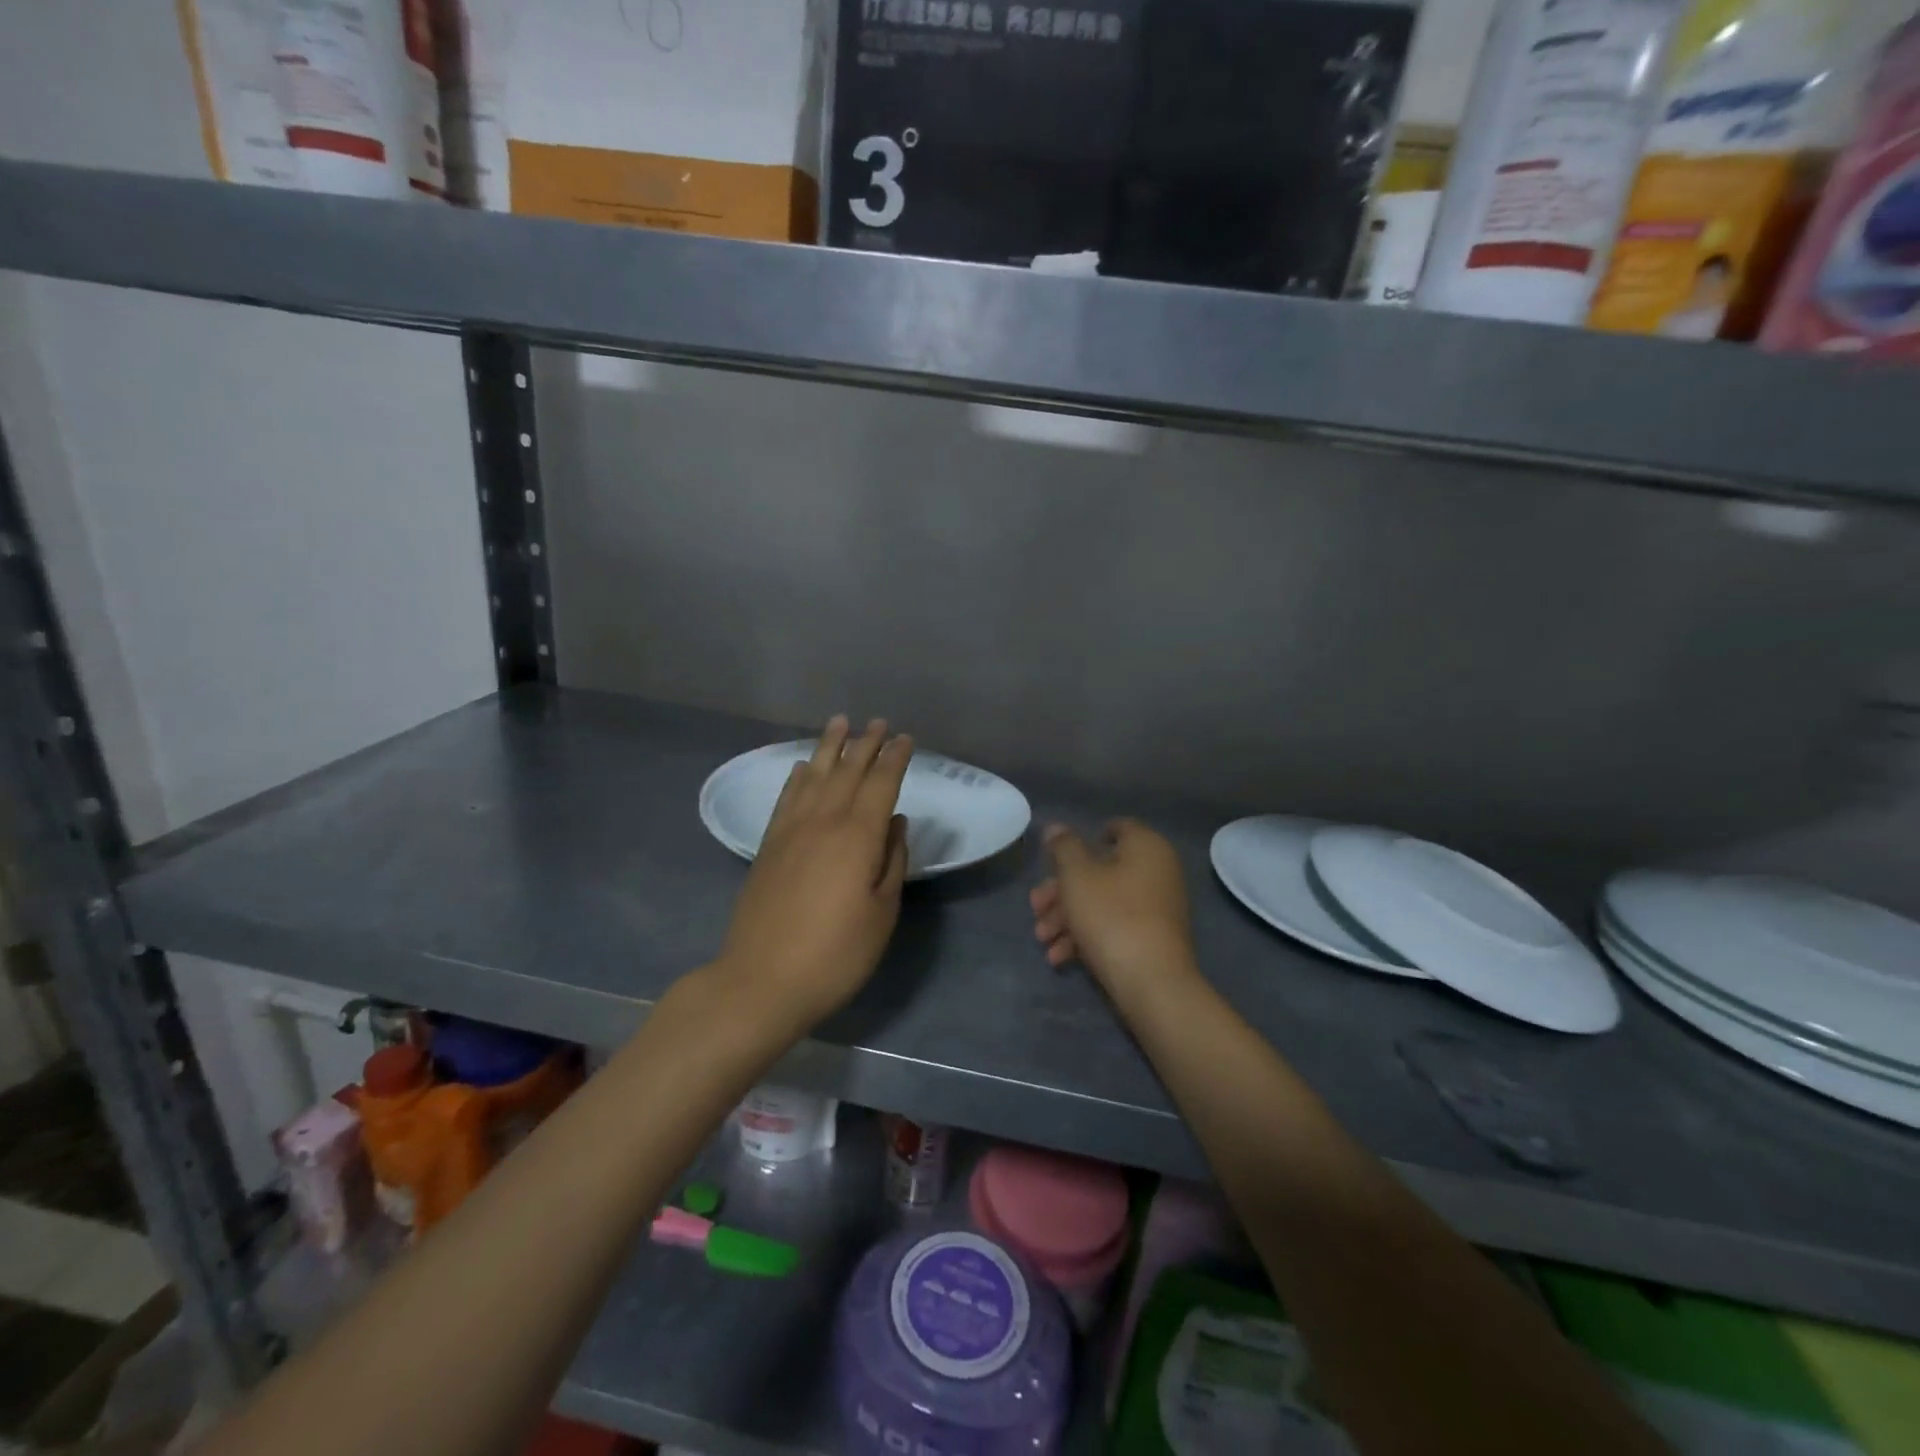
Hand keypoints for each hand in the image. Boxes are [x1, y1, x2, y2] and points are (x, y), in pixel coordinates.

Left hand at [717, 716, 913, 1031]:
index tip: (906, 739)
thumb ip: (892, 862)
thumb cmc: (835, 954)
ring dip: (829, 747)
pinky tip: (802, 767)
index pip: (880, 784)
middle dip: (865, 744)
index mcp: (857, 836)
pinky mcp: (768, 846)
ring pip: (814, 776)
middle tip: (879, 722)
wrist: (762, 981)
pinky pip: (786, 798)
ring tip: (840, 723)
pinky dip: (797, 777)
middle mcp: (823, 821)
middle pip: (847, 771)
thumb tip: (894, 822)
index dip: (895, 759)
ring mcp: (790, 831)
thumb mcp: (881, 913)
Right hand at [1029, 820, 1196, 996]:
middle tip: (1035, 907)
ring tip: (1042, 938)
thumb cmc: (1112, 916)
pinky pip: (1116, 926)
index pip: (1115, 828)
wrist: (1152, 983)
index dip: (1083, 839)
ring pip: (1104, 901)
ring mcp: (1157, 907)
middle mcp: (1158, 871)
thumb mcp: (1077, 876)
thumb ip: (1063, 847)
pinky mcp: (1153, 939)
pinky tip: (1060, 958)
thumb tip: (1056, 827)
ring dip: (1068, 917)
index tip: (1054, 859)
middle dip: (1062, 890)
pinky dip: (1088, 936)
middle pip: (1101, 871)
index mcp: (1146, 847)